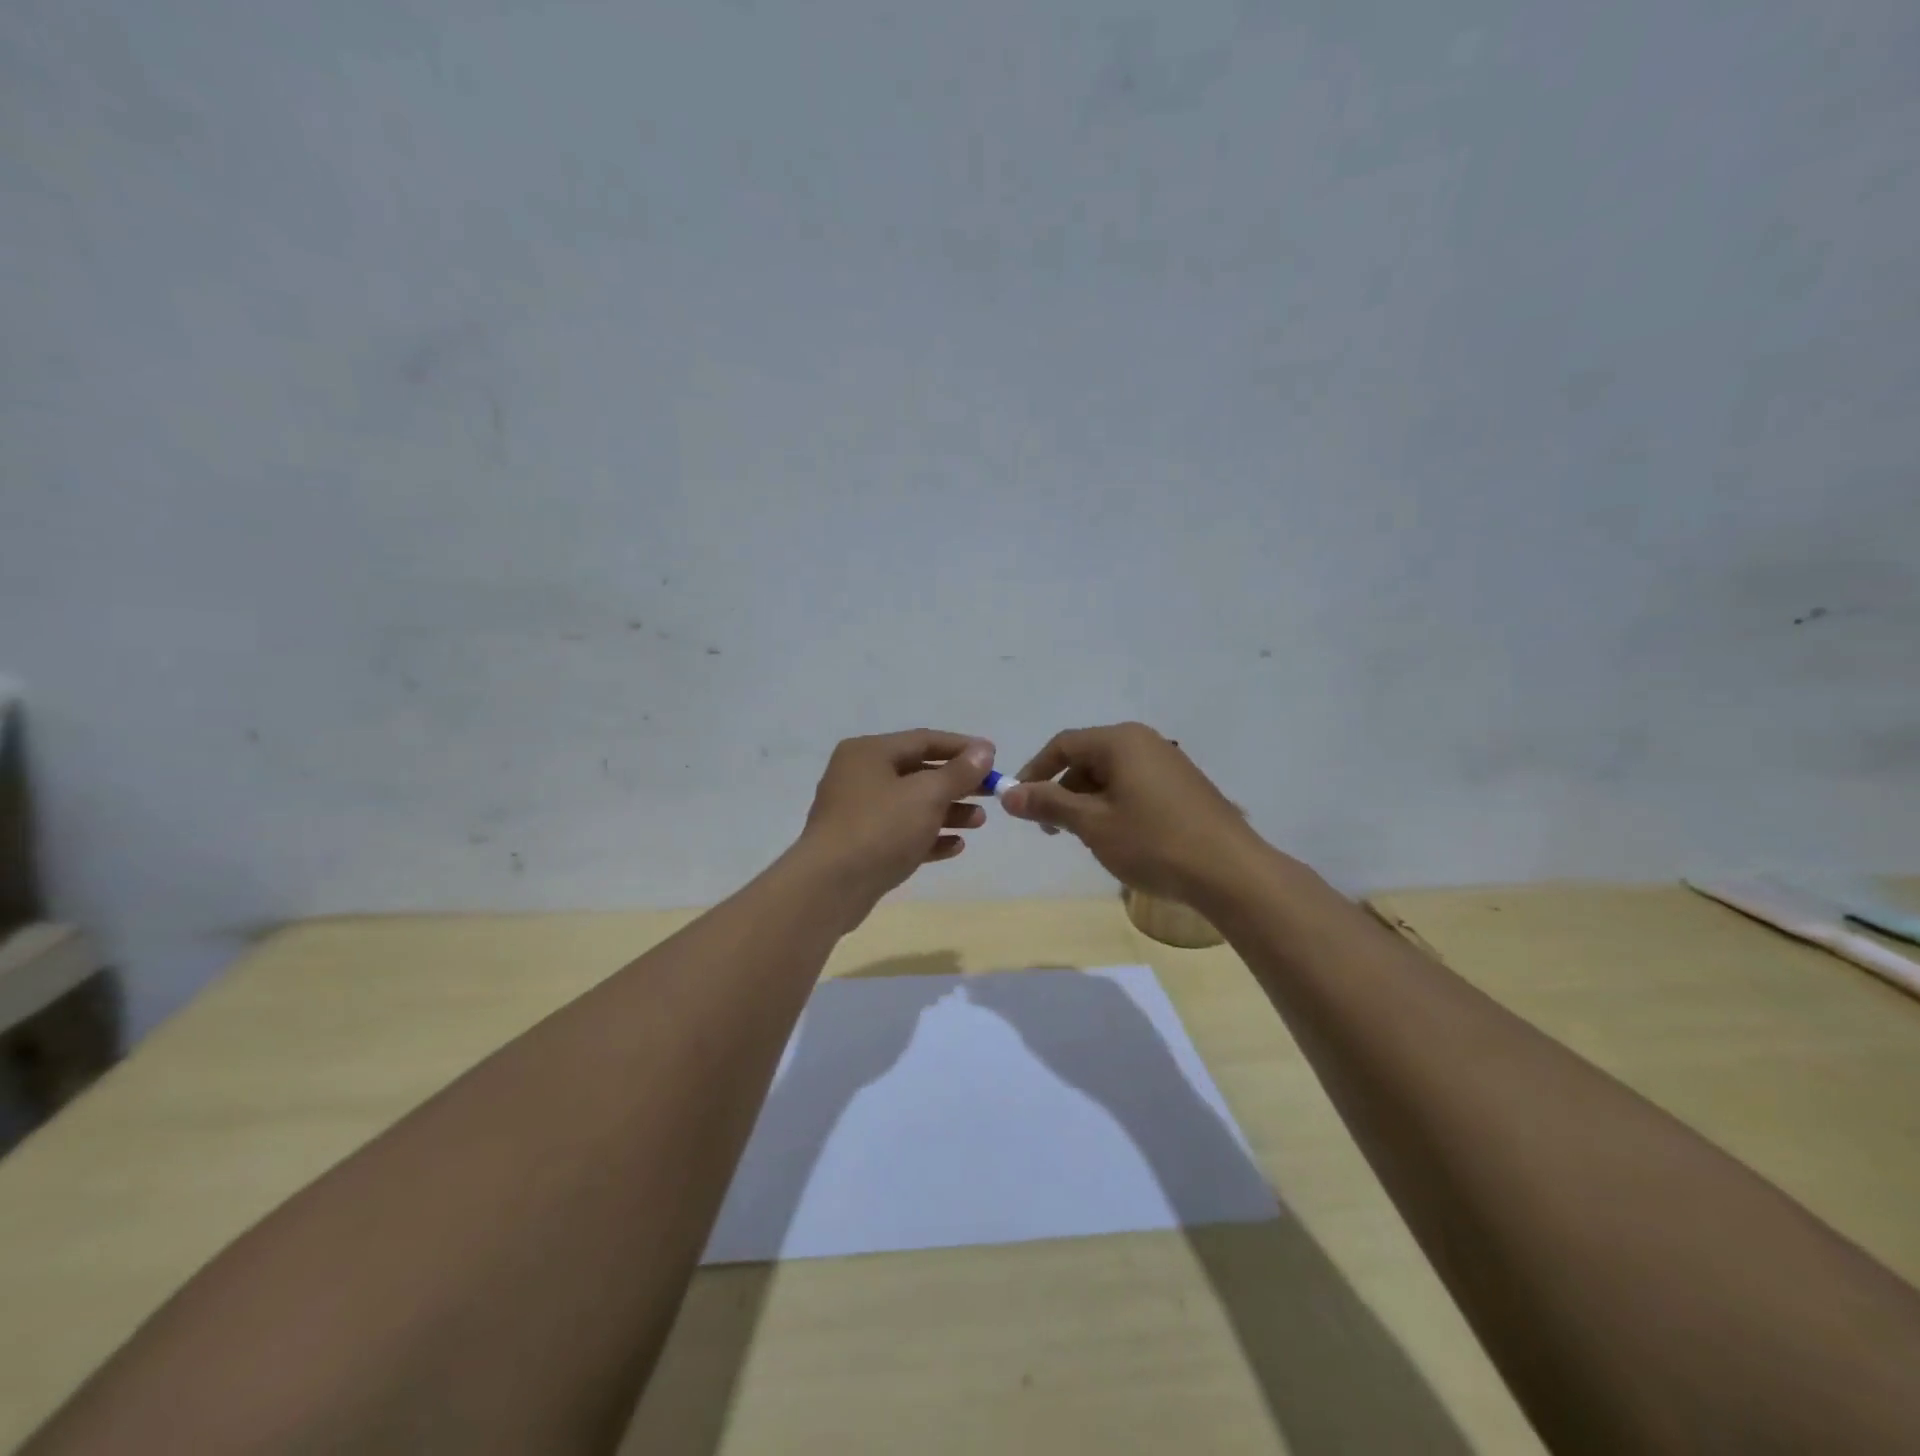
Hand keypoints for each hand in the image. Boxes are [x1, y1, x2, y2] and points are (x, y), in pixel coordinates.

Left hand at [796, 729, 994, 906]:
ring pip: (911, 805)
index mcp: (869, 752)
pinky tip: (956, 846)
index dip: (961, 747)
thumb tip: (983, 750)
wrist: (830, 886)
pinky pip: (900, 833)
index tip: (994, 756)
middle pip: (918, 772)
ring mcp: (856, 812)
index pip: (923, 740)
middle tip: (992, 792)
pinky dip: (927, 836)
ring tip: (979, 822)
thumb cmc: (880, 828)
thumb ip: (958, 772)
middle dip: (957, 783)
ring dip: (947, 811)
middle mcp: (859, 776)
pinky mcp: (859, 846)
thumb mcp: (927, 795)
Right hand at [1001, 723, 1269, 903]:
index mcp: (1121, 741)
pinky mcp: (1184, 787)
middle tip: (1052, 829)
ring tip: (1086, 838)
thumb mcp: (1092, 824)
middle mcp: (1145, 742)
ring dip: (1088, 802)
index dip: (1035, 772)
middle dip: (1062, 791)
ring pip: (1111, 775)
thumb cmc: (1153, 842)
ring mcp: (1169, 763)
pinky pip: (1135, 786)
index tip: (1018, 803)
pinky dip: (1115, 806)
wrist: (1230, 872)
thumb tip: (1007, 793)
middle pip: (1088, 758)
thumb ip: (1048, 804)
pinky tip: (1120, 838)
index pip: (1063, 745)